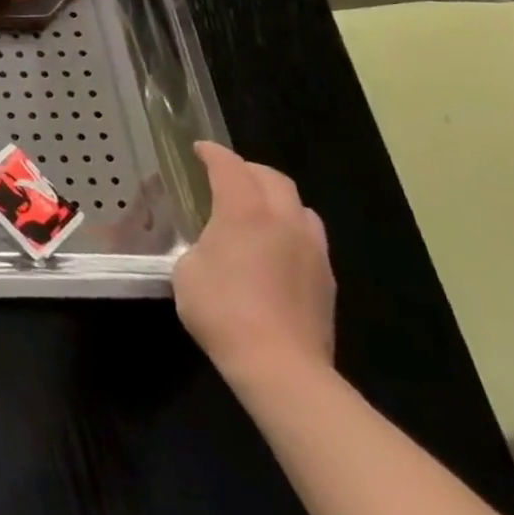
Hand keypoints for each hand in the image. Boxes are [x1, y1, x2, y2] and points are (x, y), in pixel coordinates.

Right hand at [173, 141, 335, 391]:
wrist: (280, 365)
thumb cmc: (221, 310)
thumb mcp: (187, 269)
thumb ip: (199, 245)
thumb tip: (210, 245)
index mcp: (244, 213)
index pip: (230, 167)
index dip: (212, 153)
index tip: (199, 149)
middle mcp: (283, 222)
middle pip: (273, 179)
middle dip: (247, 169)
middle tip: (225, 175)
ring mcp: (312, 251)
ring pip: (299, 206)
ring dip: (275, 198)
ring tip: (254, 210)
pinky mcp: (326, 279)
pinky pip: (309, 236)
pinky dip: (289, 228)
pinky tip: (273, 248)